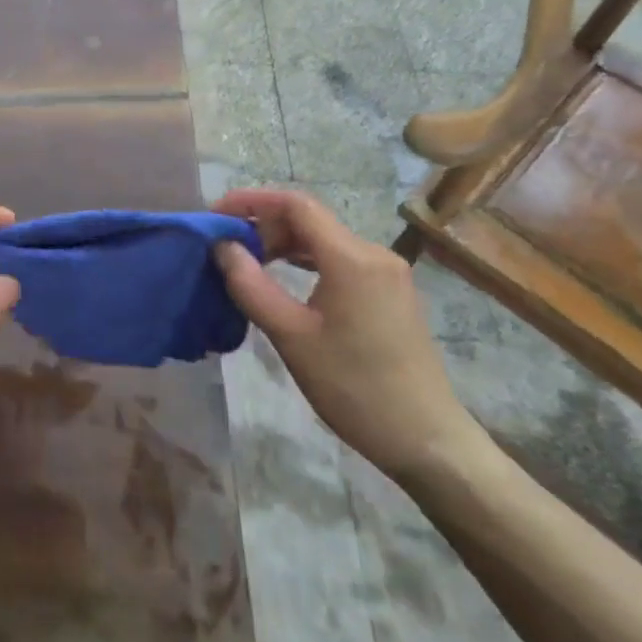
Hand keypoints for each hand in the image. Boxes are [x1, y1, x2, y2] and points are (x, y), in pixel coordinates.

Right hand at [212, 188, 483, 481]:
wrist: (426, 440)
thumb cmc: (354, 387)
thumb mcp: (291, 336)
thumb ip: (251, 285)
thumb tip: (221, 246)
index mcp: (352, 258)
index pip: (294, 204)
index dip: (250, 201)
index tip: (215, 218)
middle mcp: (373, 254)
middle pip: (308, 219)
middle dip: (263, 226)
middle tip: (226, 251)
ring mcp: (386, 273)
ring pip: (322, 239)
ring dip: (282, 244)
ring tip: (247, 264)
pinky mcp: (389, 293)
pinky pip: (338, 259)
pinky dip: (305, 261)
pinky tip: (284, 279)